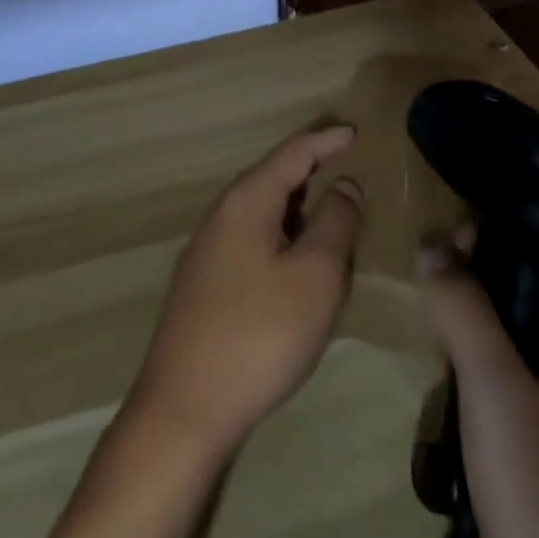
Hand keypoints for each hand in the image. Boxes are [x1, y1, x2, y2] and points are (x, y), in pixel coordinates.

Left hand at [129, 126, 365, 459]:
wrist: (185, 407)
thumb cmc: (260, 334)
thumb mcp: (315, 276)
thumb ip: (335, 223)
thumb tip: (344, 185)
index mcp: (246, 200)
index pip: (291, 153)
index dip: (325, 140)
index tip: (353, 130)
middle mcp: (222, 214)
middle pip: (273, 178)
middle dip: (311, 171)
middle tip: (347, 168)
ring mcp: (208, 250)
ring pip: (262, 212)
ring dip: (298, 209)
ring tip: (332, 214)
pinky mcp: (205, 284)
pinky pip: (252, 240)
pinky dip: (282, 238)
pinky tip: (298, 263)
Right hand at [418, 237, 538, 537]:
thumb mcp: (498, 396)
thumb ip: (465, 311)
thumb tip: (432, 241)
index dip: (510, 226)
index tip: (452, 222)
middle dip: (486, 267)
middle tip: (430, 263)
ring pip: (531, 329)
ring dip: (483, 311)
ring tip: (433, 302)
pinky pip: (527, 370)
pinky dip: (491, 352)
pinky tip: (454, 364)